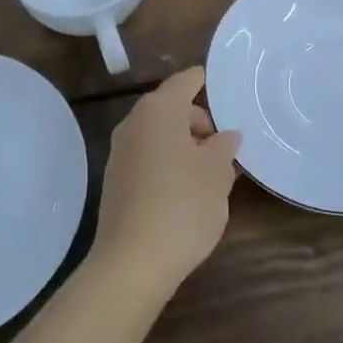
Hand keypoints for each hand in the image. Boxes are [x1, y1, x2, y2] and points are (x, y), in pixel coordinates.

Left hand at [92, 67, 241, 289]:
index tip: (224, 85)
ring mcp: (120, 153)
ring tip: (213, 173)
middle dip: (199, 123)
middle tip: (226, 147)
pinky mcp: (116, 181)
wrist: (132, 262)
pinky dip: (169, 163)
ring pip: (160, 136)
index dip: (204, 81)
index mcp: (159, 111)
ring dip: (185, 146)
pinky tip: (188, 191)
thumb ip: (224, 147)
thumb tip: (226, 135)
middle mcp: (134, 123)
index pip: (184, 82)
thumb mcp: (217, 174)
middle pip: (171, 109)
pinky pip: (149, 158)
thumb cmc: (183, 205)